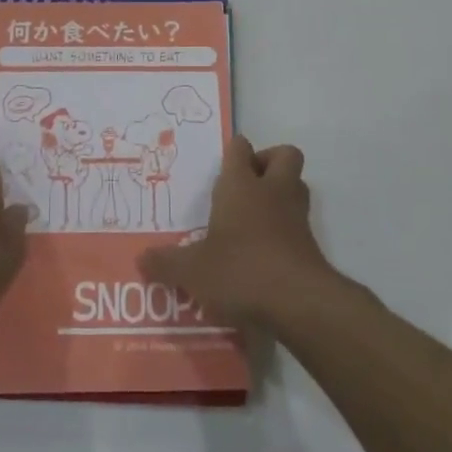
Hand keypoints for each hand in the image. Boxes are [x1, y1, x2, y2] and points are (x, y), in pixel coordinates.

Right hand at [140, 136, 336, 331]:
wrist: (299, 303)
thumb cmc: (240, 270)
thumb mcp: (192, 270)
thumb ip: (166, 263)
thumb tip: (141, 259)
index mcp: (241, 185)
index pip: (240, 148)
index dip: (233, 151)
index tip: (221, 164)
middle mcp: (273, 192)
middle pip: (284, 155)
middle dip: (267, 162)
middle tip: (245, 185)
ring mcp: (297, 217)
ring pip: (296, 187)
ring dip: (279, 194)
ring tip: (252, 219)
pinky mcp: (311, 246)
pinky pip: (298, 224)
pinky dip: (284, 231)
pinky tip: (263, 254)